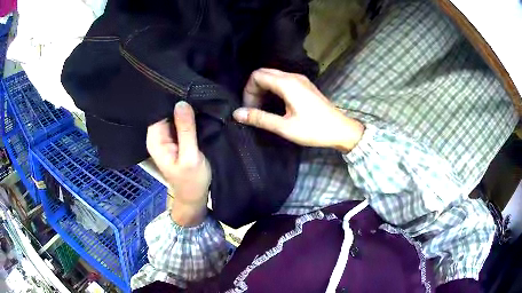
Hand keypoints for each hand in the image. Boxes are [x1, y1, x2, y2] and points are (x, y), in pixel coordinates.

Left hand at [147, 101, 210, 226]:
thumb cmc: (192, 180)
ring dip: (185, 110)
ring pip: (173, 116)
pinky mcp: (176, 139)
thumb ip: (186, 130)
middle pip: (165, 112)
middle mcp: (158, 136)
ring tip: (199, 101)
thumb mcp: (190, 156)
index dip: (171, 101)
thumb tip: (181, 102)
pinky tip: (198, 111)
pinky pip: (180, 122)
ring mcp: (166, 137)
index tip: (188, 92)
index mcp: (155, 140)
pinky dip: (188, 117)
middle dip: (180, 104)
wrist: (195, 196)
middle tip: (197, 95)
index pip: (159, 112)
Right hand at [233, 68, 363, 151]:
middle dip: (254, 89)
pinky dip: (273, 89)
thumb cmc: (314, 129)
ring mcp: (300, 79)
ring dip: (263, 89)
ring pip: (273, 76)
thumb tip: (237, 114)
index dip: (248, 90)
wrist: (340, 129)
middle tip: (253, 108)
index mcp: (287, 84)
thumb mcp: (285, 127)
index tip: (249, 108)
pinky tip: (274, 104)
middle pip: (264, 73)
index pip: (257, 76)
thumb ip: (260, 118)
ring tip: (262, 108)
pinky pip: (282, 80)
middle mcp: (293, 76)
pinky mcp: (304, 85)